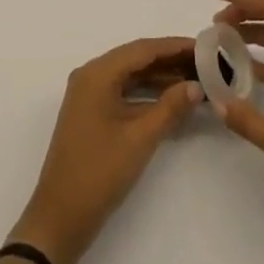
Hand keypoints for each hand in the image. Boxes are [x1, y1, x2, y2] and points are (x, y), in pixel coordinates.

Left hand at [9, 36, 202, 263]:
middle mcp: (91, 75)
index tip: (203, 46)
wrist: (60, 218)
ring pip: (130, 76)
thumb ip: (170, 107)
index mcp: (98, 73)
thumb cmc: (100, 172)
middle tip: (203, 63)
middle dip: (169, 60)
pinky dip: (147, 94)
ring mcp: (89, 94)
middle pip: (136, 59)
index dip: (173, 46)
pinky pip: (123, 92)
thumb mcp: (139, 138)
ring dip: (160, 77)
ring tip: (194, 79)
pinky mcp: (92, 113)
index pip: (142, 49)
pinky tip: (171, 99)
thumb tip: (196, 85)